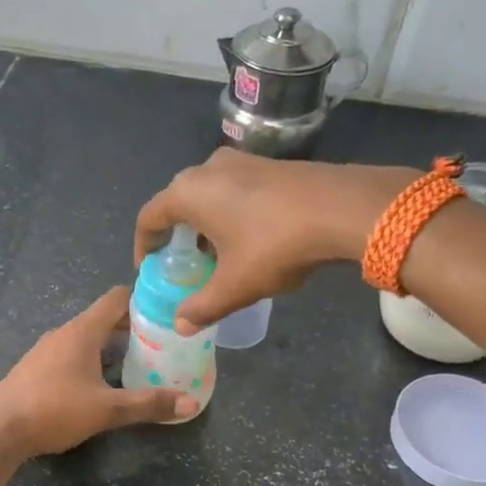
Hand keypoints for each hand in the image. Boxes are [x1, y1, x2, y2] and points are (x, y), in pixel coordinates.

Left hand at [0, 287, 195, 458]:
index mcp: (82, 331)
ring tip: (137, 364)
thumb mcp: (107, 410)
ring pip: (86, 339)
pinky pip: (70, 355)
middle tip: (161, 343)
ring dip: (110, 347)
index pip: (116, 299)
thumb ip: (148, 404)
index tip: (166, 311)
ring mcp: (45, 351)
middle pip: (103, 319)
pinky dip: (91, 361)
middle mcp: (63, 334)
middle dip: (132, 328)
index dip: (142, 300)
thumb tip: (190, 403)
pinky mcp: (35, 370)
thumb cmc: (54, 409)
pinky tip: (100, 384)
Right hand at [134, 152, 416, 332]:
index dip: (144, 246)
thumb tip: (180, 325)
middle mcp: (207, 168)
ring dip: (204, 224)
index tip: (148, 268)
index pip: (149, 217)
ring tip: (216, 255)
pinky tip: (248, 238)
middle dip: (176, 235)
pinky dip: (228, 212)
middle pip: (177, 202)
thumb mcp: (235, 285)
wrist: (342, 208)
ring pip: (207, 194)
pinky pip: (233, 189)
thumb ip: (202, 306)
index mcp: (188, 193)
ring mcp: (241, 161)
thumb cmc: (275, 245)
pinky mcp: (268, 163)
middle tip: (183, 264)